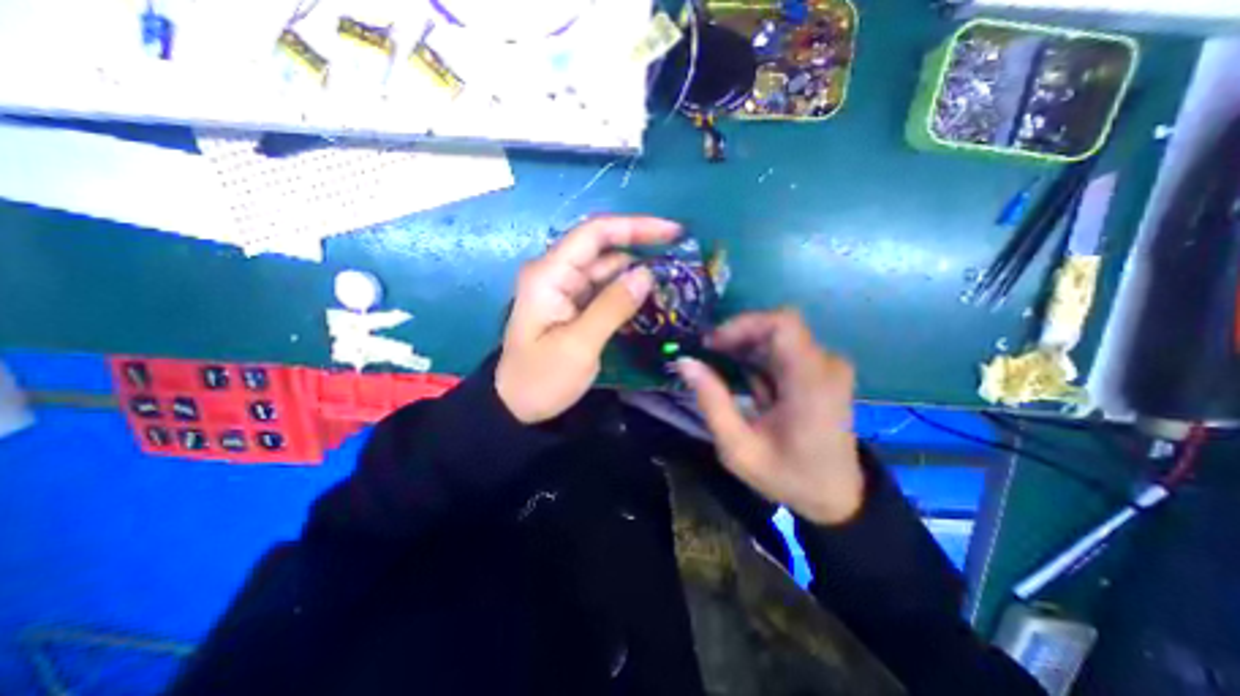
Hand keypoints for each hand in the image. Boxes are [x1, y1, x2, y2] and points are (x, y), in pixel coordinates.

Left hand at [496, 219, 680, 423]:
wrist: (516, 406)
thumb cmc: (541, 379)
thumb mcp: (579, 346)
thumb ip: (613, 307)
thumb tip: (647, 273)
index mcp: (550, 274)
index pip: (595, 233)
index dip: (636, 226)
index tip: (674, 232)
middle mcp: (556, 272)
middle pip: (603, 247)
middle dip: (641, 247)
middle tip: (681, 258)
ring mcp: (564, 288)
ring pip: (606, 268)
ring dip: (637, 270)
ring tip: (673, 278)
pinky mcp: (572, 304)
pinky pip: (604, 288)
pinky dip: (626, 290)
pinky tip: (649, 296)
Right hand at [677, 312, 863, 524]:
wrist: (837, 497)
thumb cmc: (788, 476)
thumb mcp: (739, 448)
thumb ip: (712, 402)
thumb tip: (685, 362)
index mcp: (811, 383)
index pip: (783, 323)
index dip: (743, 324)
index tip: (713, 344)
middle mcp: (826, 366)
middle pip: (775, 328)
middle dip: (737, 339)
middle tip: (709, 359)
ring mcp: (828, 367)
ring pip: (777, 338)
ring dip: (746, 352)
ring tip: (728, 380)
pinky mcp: (823, 372)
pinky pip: (785, 351)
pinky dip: (760, 361)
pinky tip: (751, 388)